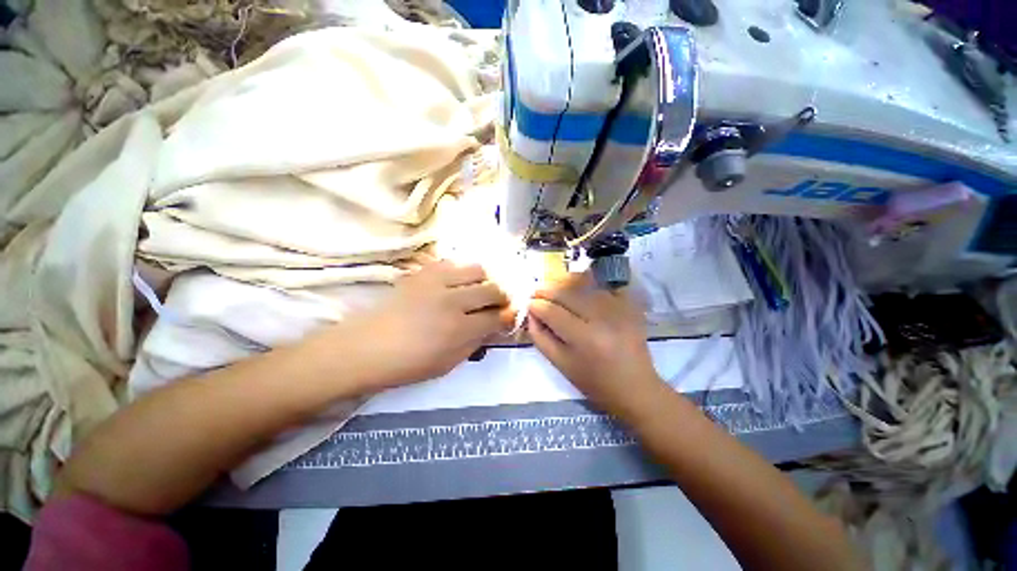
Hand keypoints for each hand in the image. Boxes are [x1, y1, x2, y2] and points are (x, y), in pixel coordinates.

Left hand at [342, 260, 513, 388]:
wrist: (366, 347)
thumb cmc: (408, 364)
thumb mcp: (449, 363)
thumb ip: (475, 342)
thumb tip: (493, 326)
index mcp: (459, 330)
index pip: (496, 317)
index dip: (508, 316)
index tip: (509, 316)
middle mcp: (452, 301)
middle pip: (492, 288)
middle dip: (503, 296)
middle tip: (499, 302)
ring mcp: (436, 282)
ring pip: (477, 268)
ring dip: (485, 279)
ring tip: (481, 288)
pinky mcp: (422, 272)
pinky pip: (453, 262)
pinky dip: (462, 271)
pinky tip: (458, 281)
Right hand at [527, 272, 664, 417]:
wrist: (636, 387)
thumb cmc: (595, 382)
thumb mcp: (561, 364)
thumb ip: (541, 338)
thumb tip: (531, 314)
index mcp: (584, 338)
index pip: (552, 312)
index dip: (536, 305)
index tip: (528, 304)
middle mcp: (602, 318)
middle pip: (567, 293)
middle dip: (547, 290)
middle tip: (535, 291)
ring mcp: (618, 308)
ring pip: (584, 286)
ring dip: (564, 285)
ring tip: (553, 289)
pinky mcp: (629, 305)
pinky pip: (604, 286)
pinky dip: (588, 284)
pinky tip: (579, 289)